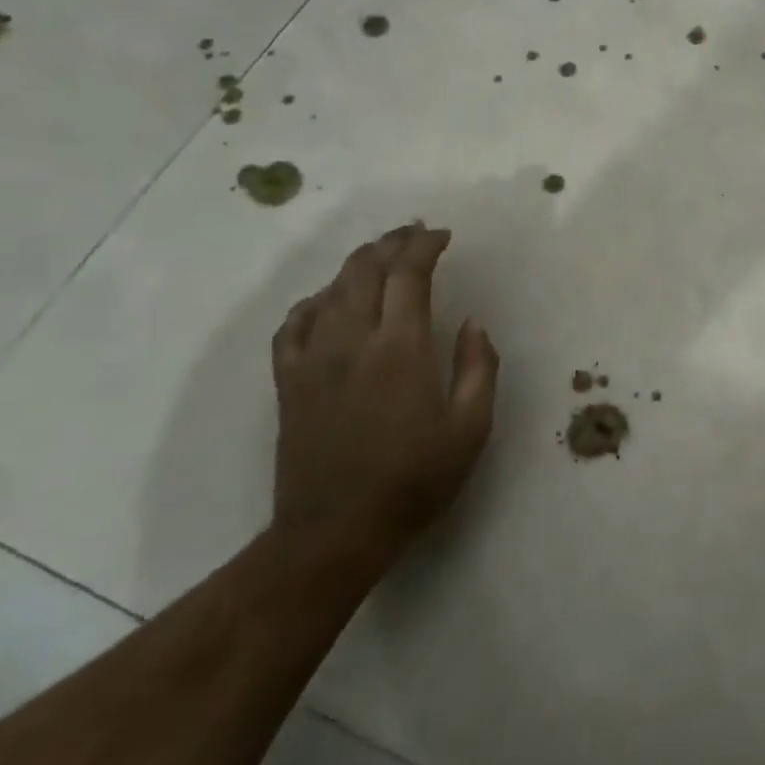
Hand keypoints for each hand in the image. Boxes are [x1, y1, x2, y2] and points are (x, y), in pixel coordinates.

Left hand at [271, 223, 498, 551]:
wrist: (334, 531)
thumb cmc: (414, 479)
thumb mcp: (470, 427)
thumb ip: (477, 367)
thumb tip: (472, 323)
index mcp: (399, 349)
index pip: (408, 275)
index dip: (425, 247)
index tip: (443, 235)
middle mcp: (351, 342)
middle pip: (364, 271)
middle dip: (391, 243)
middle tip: (415, 234)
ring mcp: (312, 360)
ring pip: (329, 290)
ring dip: (358, 264)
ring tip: (381, 256)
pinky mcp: (288, 382)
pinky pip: (293, 325)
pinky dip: (314, 301)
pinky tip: (328, 301)